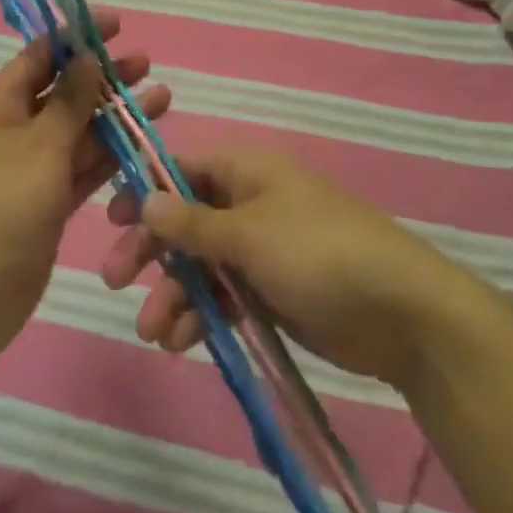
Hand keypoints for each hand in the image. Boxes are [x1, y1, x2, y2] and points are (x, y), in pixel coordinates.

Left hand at [0, 11, 171, 358]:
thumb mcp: (39, 147)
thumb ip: (69, 102)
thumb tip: (86, 56)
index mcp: (0, 104)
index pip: (42, 55)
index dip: (77, 37)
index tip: (117, 24)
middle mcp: (15, 129)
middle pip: (65, 91)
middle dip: (104, 76)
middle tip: (147, 64)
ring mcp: (32, 168)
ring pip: (80, 131)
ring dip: (116, 116)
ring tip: (163, 98)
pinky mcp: (48, 202)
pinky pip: (84, 169)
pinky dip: (111, 156)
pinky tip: (144, 143)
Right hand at [101, 150, 475, 387]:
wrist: (402, 313)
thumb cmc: (318, 253)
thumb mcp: (248, 234)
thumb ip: (192, 223)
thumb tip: (145, 200)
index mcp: (248, 172)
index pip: (183, 170)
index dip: (145, 190)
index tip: (110, 218)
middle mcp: (250, 204)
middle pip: (186, 220)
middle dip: (151, 250)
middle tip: (114, 279)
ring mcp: (263, 250)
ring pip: (202, 264)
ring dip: (173, 293)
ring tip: (154, 333)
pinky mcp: (274, 292)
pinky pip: (225, 296)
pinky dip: (203, 314)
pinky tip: (182, 342)